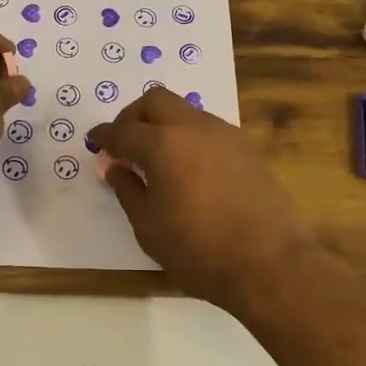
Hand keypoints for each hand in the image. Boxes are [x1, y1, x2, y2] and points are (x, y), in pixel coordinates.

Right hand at [89, 88, 318, 309]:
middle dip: (133, 116)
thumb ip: (127, 189)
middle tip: (125, 143)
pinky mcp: (246, 148)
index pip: (123, 130)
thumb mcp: (149, 227)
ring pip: (184, 110)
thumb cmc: (199, 250)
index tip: (95, 142)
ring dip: (163, 124)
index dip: (105, 135)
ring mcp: (224, 134)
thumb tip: (115, 167)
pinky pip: (207, 128)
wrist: (270, 263)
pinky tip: (188, 167)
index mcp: (162, 144)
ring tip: (156, 157)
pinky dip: (188, 137)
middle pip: (155, 101)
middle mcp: (193, 127)